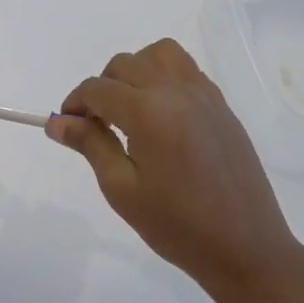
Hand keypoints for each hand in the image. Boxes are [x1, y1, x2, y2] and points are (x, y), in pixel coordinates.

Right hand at [49, 39, 301, 295]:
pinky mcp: (222, 106)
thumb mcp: (122, 189)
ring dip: (135, 70)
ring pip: (159, 54)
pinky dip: (164, 77)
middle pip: (125, 64)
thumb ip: (90, 145)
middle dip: (102, 87)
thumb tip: (56, 121)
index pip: (98, 88)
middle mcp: (177, 91)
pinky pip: (186, 70)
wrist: (246, 248)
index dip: (75, 103)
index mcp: (149, 112)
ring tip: (130, 108)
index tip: (68, 127)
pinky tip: (161, 115)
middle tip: (96, 125)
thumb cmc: (177, 226)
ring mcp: (204, 95)